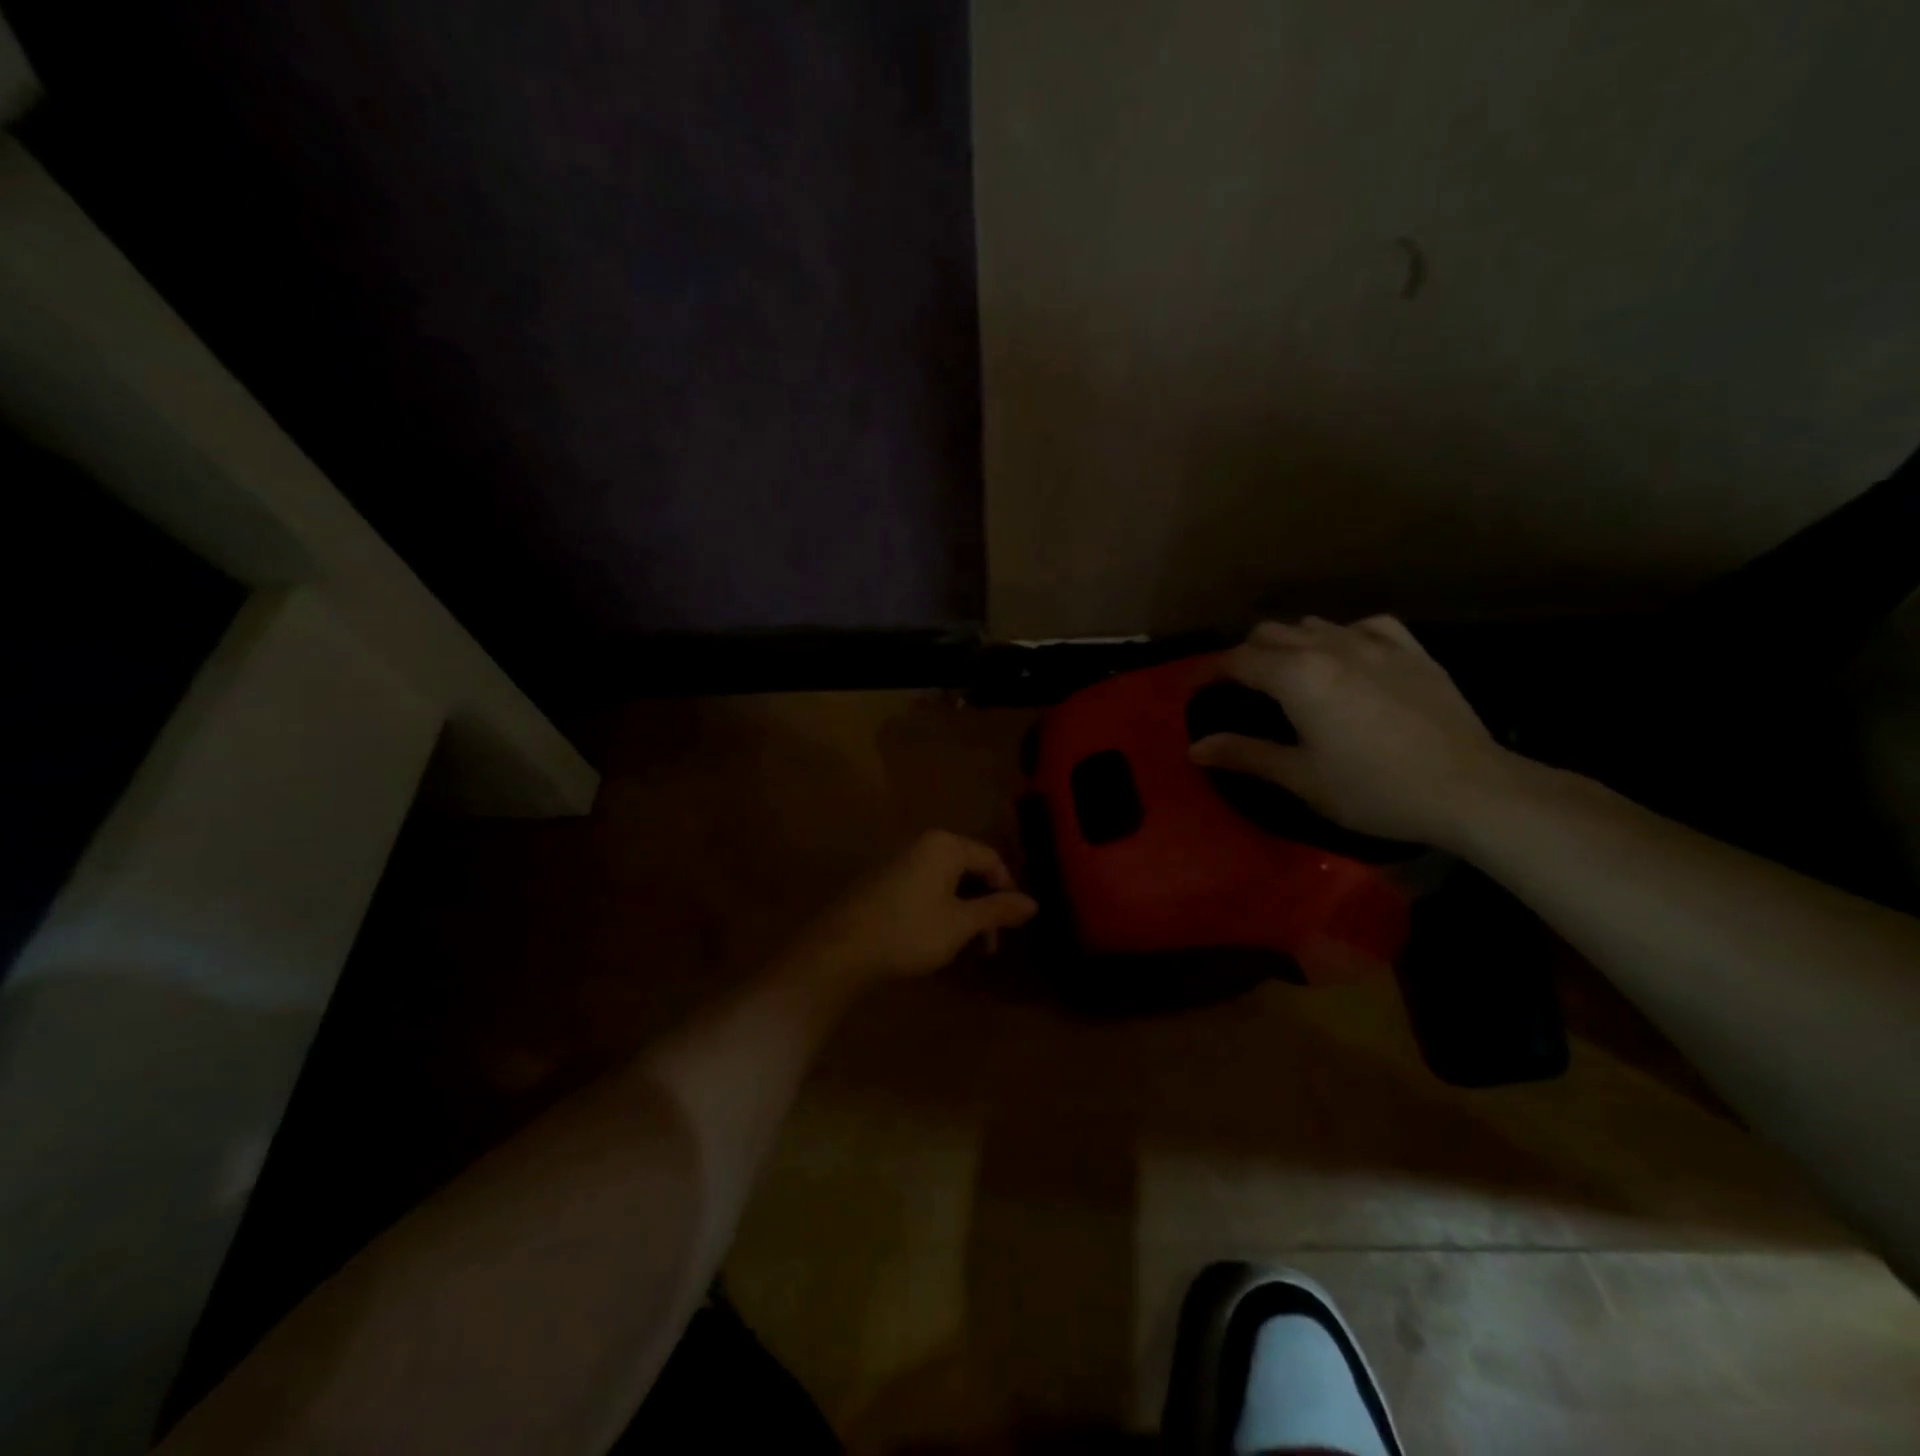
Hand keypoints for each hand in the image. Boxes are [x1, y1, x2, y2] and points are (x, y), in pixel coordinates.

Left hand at [792, 830, 1038, 989]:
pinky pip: (924, 887)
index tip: (1011, 927)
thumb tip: (1034, 903)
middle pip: (968, 869)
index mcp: (945, 845)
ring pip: (946, 882)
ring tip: (964, 948)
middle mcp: (922, 844)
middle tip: (989, 946)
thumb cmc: (909, 931)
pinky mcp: (882, 880)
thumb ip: (998, 910)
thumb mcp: (961, 924)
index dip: (1008, 891)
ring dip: (963, 912)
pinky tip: (936, 940)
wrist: (841, 949)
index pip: (992, 859)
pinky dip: (939, 909)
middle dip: (984, 906)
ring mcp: (899, 860)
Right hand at [1189, 616, 1520, 847]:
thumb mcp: (1301, 777)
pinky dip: (1341, 636)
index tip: (1195, 689)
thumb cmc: (1373, 788)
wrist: (1469, 789)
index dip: (1209, 672)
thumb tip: (1196, 748)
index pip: (1238, 660)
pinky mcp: (1411, 650)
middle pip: (1270, 633)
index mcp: (1297, 676)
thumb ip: (1245, 755)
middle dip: (1246, 655)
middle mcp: (1329, 647)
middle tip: (1239, 687)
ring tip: (1287, 673)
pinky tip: (1346, 655)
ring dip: (1290, 643)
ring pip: (1314, 625)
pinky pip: (1365, 626)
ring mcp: (1375, 644)